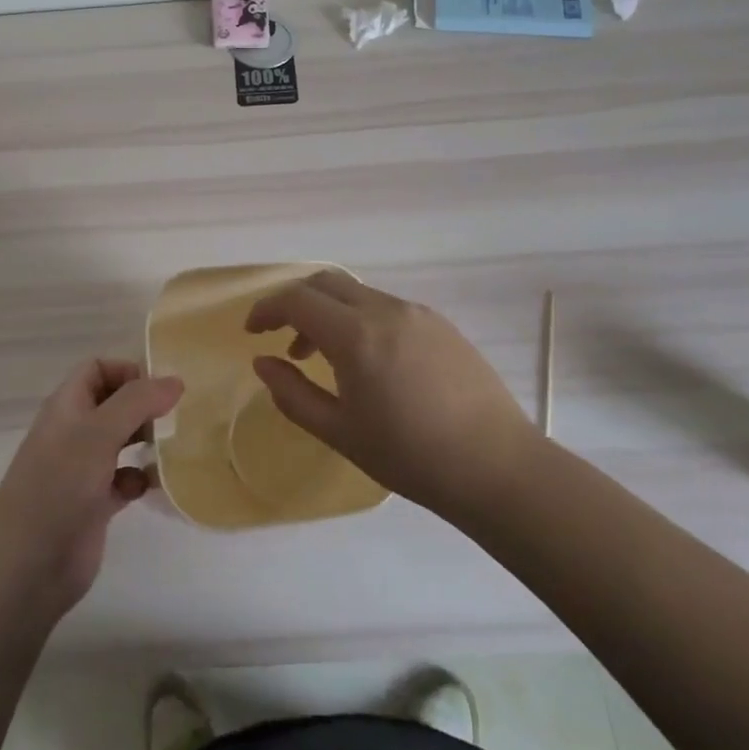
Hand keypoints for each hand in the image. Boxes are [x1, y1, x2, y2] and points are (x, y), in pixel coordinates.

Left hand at [0, 360, 182, 625]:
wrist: (26, 566)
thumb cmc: (59, 485)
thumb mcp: (99, 433)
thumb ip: (137, 401)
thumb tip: (176, 380)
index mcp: (67, 406)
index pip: (97, 369)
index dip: (127, 370)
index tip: (162, 387)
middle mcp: (74, 432)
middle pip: (113, 403)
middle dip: (144, 405)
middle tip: (177, 416)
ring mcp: (83, 469)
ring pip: (121, 441)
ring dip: (146, 440)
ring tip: (174, 445)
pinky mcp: (94, 504)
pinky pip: (124, 480)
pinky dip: (141, 478)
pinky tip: (155, 484)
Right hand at [246, 271, 541, 525]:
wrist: (497, 466)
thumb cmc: (410, 456)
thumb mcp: (339, 432)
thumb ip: (292, 394)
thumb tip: (263, 363)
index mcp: (355, 335)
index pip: (297, 300)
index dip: (267, 310)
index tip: (252, 332)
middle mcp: (385, 309)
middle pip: (325, 283)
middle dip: (295, 302)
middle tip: (282, 338)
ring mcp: (417, 313)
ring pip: (357, 294)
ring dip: (329, 312)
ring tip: (322, 357)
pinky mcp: (440, 324)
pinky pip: (386, 307)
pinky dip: (360, 319)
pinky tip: (368, 361)